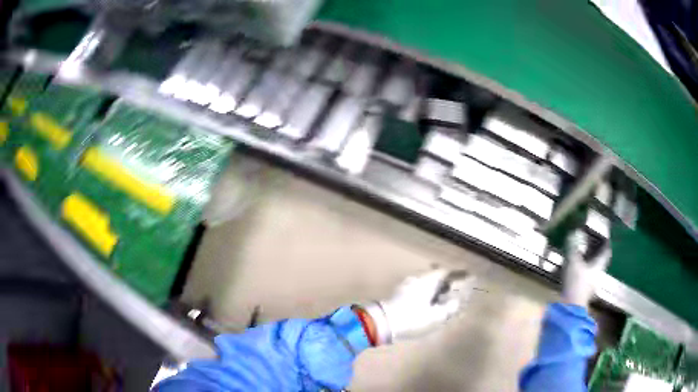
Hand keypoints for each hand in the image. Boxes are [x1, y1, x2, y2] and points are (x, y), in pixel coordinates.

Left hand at [363, 269, 475, 344]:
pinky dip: (427, 294)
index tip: (468, 276)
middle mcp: (416, 279)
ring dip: (436, 289)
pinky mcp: (398, 295)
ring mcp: (405, 286)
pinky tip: (429, 304)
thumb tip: (456, 301)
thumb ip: (449, 308)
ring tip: (444, 299)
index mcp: (427, 281)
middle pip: (435, 277)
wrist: (382, 324)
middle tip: (456, 289)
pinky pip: (418, 290)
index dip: (458, 274)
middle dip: (447, 282)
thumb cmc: (412, 318)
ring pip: (426, 284)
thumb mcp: (435, 316)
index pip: (446, 272)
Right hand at [562, 231, 611, 306]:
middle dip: (596, 253)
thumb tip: (573, 233)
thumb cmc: (576, 283)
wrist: (570, 308)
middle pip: (599, 261)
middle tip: (591, 245)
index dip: (606, 244)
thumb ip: (573, 248)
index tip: (605, 237)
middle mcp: (597, 275)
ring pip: (592, 271)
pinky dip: (582, 273)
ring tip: (582, 257)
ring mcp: (591, 286)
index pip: (606, 252)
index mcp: (599, 266)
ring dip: (588, 264)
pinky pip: (585, 278)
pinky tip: (576, 272)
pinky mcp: (583, 293)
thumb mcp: (573, 262)